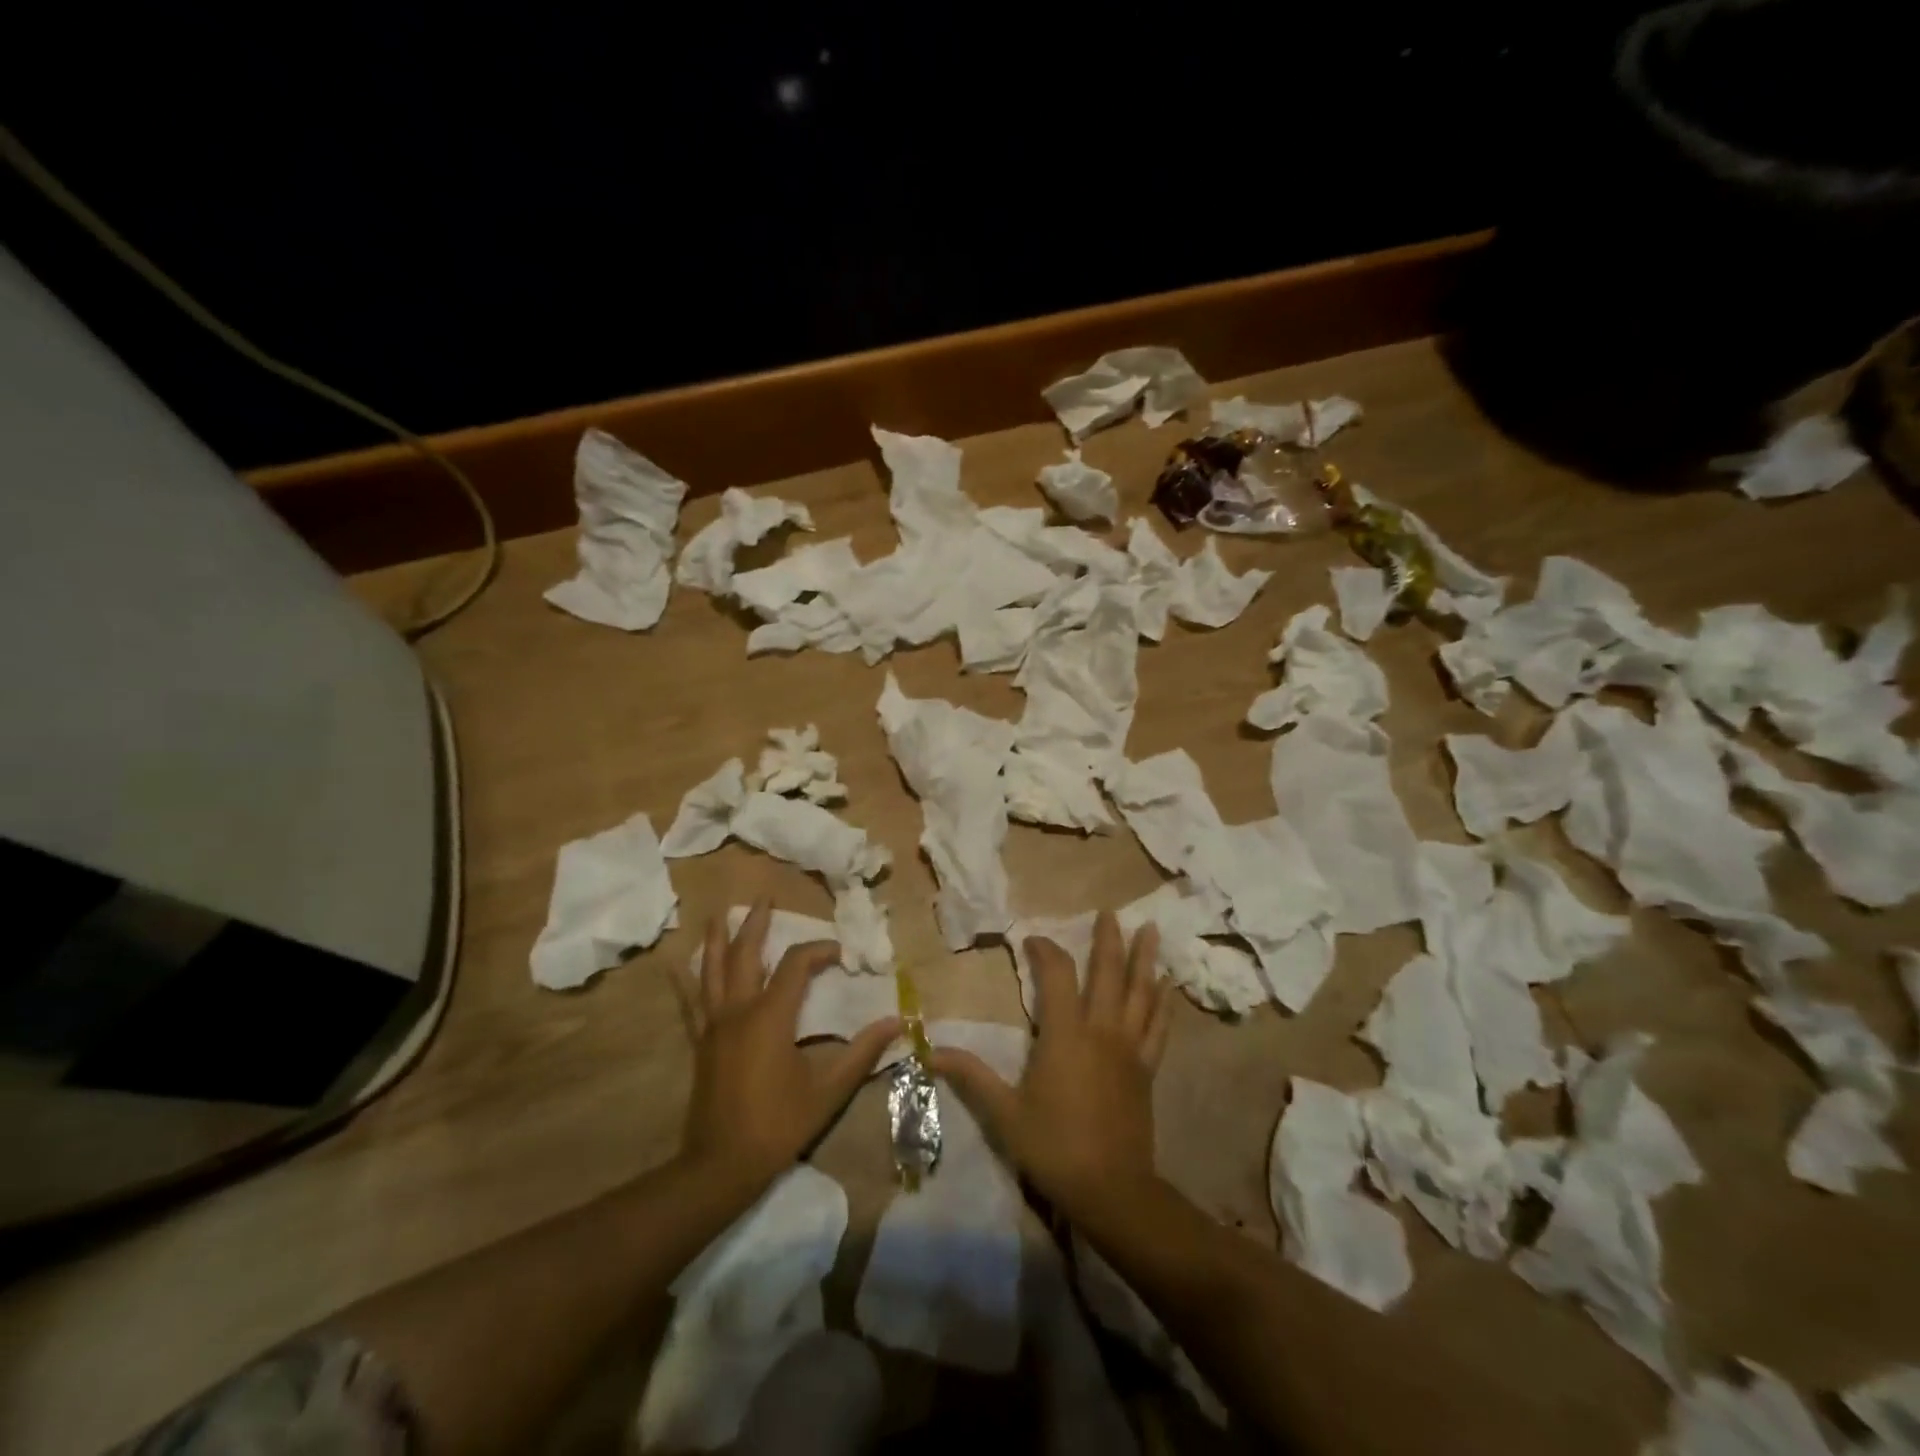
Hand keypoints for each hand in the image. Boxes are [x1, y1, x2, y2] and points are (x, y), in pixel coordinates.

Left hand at [680, 899, 900, 1190]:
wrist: (722, 1165)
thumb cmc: (778, 1124)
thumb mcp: (828, 1090)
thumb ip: (862, 1053)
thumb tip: (896, 1021)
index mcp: (771, 1017)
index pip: (797, 965)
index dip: (820, 950)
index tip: (840, 954)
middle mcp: (739, 1010)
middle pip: (747, 954)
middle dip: (756, 923)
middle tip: (764, 898)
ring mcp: (714, 1025)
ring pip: (713, 970)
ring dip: (718, 940)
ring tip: (718, 914)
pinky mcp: (701, 1042)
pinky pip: (691, 1002)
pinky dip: (685, 981)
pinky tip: (675, 965)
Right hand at [932, 911, 1171, 1219]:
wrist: (1112, 1190)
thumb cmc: (1054, 1147)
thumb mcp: (1004, 1114)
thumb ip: (971, 1077)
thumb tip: (930, 1051)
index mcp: (1065, 1035)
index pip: (1058, 976)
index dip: (1046, 952)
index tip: (1033, 941)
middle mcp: (1101, 1031)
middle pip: (1108, 974)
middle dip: (1108, 940)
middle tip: (1111, 911)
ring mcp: (1129, 1049)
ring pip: (1141, 993)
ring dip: (1144, 960)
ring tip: (1152, 930)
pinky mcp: (1146, 1069)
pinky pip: (1158, 1028)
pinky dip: (1164, 1004)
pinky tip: (1169, 986)